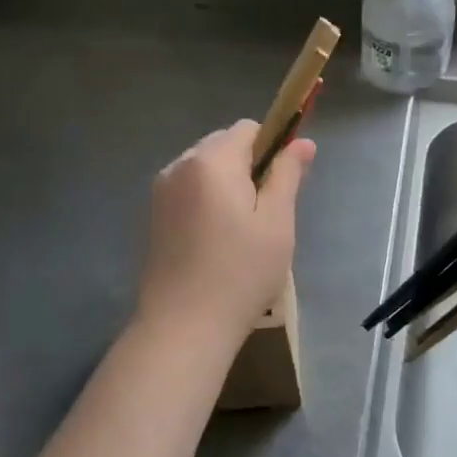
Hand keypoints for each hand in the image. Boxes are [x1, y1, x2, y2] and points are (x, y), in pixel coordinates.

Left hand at [135, 121, 314, 341]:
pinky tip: (216, 240)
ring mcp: (161, 191)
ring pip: (205, 169)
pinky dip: (207, 201)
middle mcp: (180, 166)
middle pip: (223, 145)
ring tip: (241, 231)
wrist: (184, 326)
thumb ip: (288, 175)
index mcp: (211, 161)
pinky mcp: (153, 216)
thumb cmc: (241, 272)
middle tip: (265, 213)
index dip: (272, 147)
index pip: (248, 129)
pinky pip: (188, 190)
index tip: (282, 185)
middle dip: (248, 166)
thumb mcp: (277, 222)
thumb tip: (302, 142)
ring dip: (227, 184)